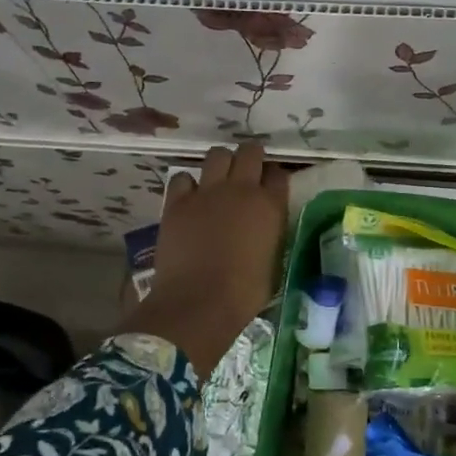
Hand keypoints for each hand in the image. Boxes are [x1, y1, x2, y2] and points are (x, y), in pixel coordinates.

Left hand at [119, 142, 288, 372]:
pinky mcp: (177, 202)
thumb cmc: (244, 293)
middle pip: (250, 152)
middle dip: (251, 157)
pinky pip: (182, 177)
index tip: (271, 186)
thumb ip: (271, 235)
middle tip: (247, 172)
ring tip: (219, 179)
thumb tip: (265, 229)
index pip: (278, 174)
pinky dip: (188, 184)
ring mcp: (206, 192)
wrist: (199, 302)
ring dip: (221, 163)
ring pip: (217, 155)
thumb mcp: (273, 263)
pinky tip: (190, 197)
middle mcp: (241, 189)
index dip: (274, 178)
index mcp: (270, 206)